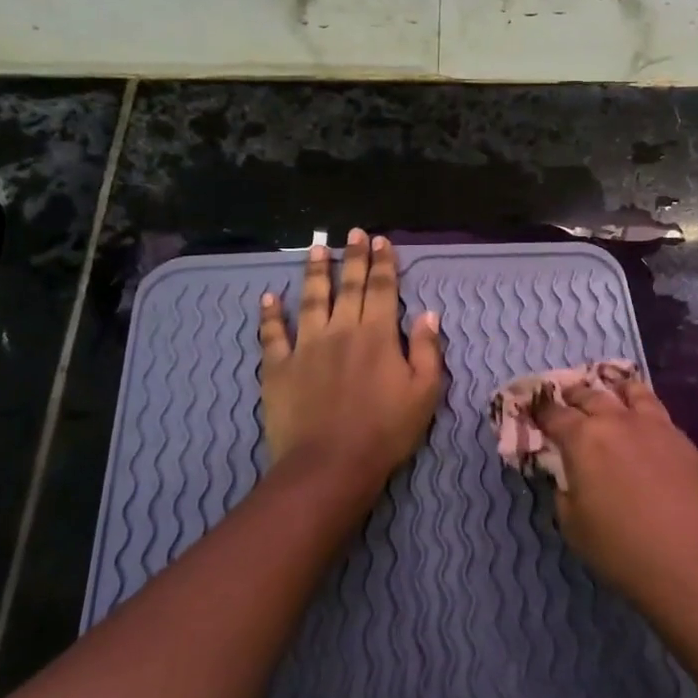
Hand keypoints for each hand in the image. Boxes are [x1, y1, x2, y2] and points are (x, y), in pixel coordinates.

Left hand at [259, 231, 443, 500]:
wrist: (330, 465)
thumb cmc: (385, 431)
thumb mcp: (424, 393)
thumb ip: (428, 350)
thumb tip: (429, 314)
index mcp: (378, 335)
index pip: (383, 289)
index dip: (383, 263)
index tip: (381, 240)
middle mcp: (341, 330)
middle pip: (349, 286)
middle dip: (353, 256)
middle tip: (353, 232)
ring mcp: (306, 346)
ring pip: (310, 299)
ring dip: (314, 272)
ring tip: (316, 248)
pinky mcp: (278, 367)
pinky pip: (272, 335)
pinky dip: (270, 315)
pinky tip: (268, 297)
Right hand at [529, 376, 697, 618]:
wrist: (695, 565)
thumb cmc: (622, 550)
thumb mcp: (573, 525)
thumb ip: (563, 488)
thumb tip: (566, 472)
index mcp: (584, 439)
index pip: (554, 414)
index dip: (540, 411)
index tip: (533, 410)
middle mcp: (619, 421)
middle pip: (591, 395)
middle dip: (574, 395)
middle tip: (566, 399)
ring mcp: (657, 426)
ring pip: (631, 391)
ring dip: (613, 390)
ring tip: (610, 392)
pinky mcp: (686, 441)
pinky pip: (658, 412)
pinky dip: (643, 408)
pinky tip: (644, 424)